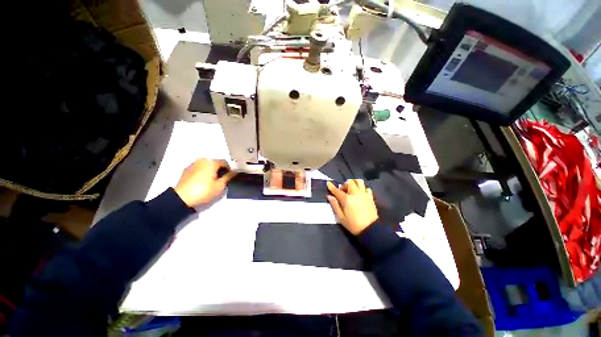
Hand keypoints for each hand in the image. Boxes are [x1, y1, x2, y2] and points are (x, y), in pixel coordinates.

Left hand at [174, 159, 235, 206]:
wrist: (181, 198)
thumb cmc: (204, 191)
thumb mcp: (220, 186)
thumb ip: (228, 177)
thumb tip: (235, 171)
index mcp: (211, 162)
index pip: (225, 162)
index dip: (229, 169)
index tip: (230, 177)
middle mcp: (202, 160)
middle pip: (215, 162)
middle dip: (219, 169)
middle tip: (221, 179)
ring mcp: (193, 164)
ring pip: (206, 165)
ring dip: (211, 170)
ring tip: (212, 181)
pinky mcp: (186, 170)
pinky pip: (199, 168)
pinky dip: (203, 172)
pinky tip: (203, 181)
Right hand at [327, 179, 378, 234]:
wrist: (370, 229)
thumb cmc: (353, 224)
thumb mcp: (341, 217)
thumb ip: (335, 205)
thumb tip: (329, 196)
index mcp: (347, 199)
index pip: (337, 190)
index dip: (331, 187)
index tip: (328, 183)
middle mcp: (355, 194)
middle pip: (349, 182)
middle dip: (344, 185)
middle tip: (342, 192)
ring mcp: (364, 194)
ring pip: (359, 181)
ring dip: (353, 183)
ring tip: (351, 190)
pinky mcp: (370, 197)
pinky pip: (366, 188)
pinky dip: (362, 189)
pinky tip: (360, 194)